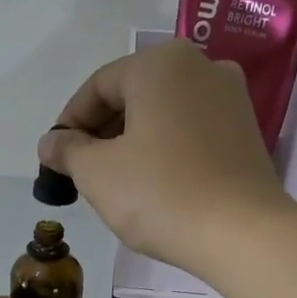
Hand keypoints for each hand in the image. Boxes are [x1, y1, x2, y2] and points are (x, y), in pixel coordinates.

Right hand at [37, 39, 293, 280]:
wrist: (240, 233)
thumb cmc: (160, 194)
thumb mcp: (97, 173)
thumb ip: (68, 151)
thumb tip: (50, 142)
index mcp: (160, 64)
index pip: (98, 86)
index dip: (69, 122)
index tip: (54, 158)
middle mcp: (200, 66)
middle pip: (133, 95)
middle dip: (101, 132)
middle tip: (80, 172)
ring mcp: (230, 98)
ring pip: (163, 114)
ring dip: (132, 142)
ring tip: (114, 182)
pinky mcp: (246, 132)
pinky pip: (190, 132)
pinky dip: (164, 150)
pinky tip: (153, 185)